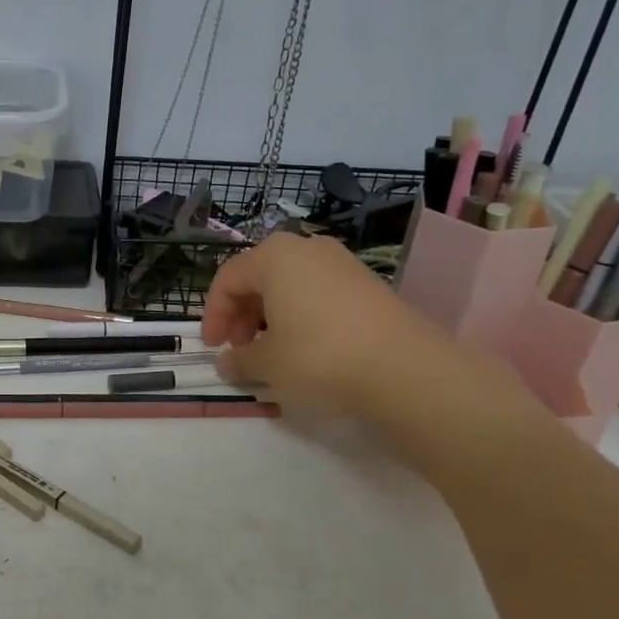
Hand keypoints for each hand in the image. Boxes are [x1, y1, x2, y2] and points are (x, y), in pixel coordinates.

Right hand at [200, 231, 487, 420]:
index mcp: (274, 257)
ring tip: (272, 352)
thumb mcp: (268, 364)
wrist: (405, 369)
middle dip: (242, 315)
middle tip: (240, 350)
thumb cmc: (320, 357)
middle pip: (259, 278)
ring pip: (290, 285)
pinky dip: (301, 316)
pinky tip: (306, 349)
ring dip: (271, 317)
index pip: (227, 279)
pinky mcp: (367, 284)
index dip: (213, 315)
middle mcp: (307, 249)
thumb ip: (240, 361)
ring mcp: (342, 263)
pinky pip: (318, 294)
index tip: (213, 348)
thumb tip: (227, 363)